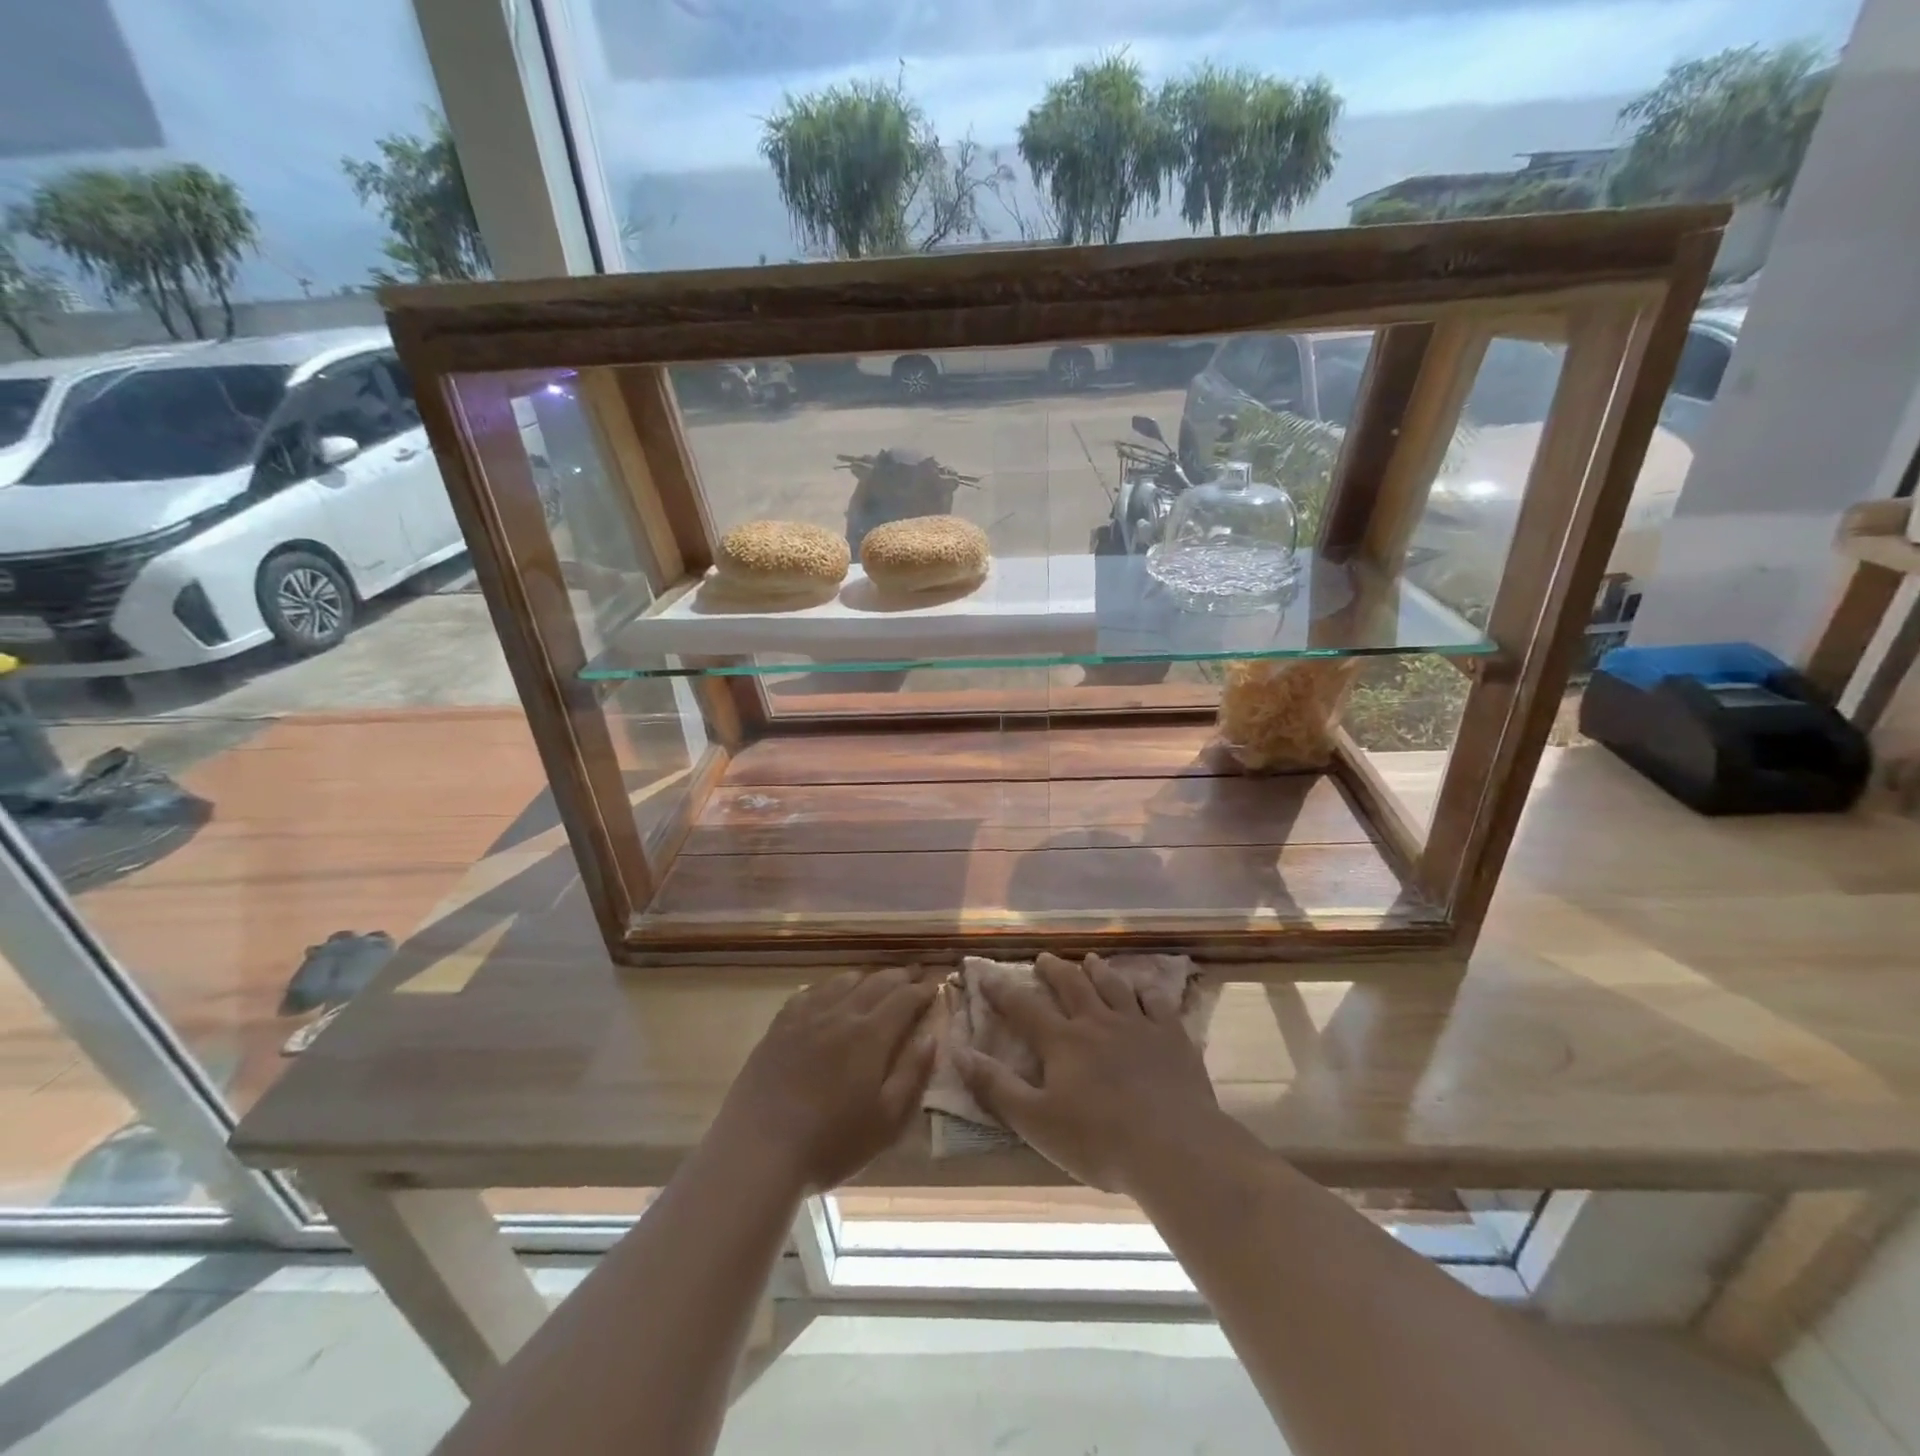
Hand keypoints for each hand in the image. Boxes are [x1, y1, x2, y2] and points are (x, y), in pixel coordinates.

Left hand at [713, 967, 938, 1193]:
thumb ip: (912, 1074)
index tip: (934, 987)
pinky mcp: (780, 1026)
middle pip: (876, 983)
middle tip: (914, 975)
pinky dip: (830, 986)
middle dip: (900, 977)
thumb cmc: (831, 1142)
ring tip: (877, 981)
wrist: (759, 1149)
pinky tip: (830, 993)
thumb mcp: (886, 1120)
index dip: (922, 991)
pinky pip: (810, 992)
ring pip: (843, 981)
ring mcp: (807, 1016)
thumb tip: (931, 1036)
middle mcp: (841, 1014)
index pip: (904, 999)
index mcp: (871, 1035)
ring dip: (867, 977)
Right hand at [956, 956, 1223, 1194]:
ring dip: (1098, 971)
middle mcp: (1097, 1022)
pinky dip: (1146, 990)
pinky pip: (1157, 1002)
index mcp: (1063, 1042)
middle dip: (1053, 970)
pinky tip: (1144, 988)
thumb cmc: (1099, 1141)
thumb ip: (996, 1086)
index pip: (1023, 1008)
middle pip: (1071, 985)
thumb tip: (958, 1052)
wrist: (1174, 1148)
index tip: (985, 974)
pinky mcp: (1172, 1036)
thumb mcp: (1036, 1121)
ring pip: (1113, 986)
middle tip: (1044, 958)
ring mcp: (1138, 1025)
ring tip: (1089, 960)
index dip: (1002, 990)